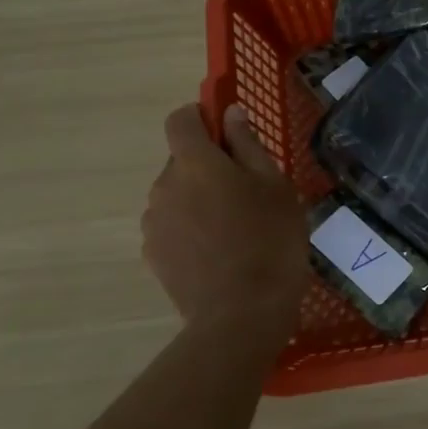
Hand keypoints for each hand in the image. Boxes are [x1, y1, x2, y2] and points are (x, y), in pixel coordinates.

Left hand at [143, 104, 308, 324]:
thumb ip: (248, 145)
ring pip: (176, 195)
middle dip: (208, 166)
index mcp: (194, 162)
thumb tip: (230, 113)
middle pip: (181, 160)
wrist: (241, 315)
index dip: (200, 117)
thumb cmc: (269, 241)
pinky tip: (219, 254)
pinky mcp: (152, 255)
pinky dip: (190, 229)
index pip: (180, 119)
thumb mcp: (275, 186)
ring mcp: (153, 223)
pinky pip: (172, 227)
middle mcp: (163, 186)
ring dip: (198, 199)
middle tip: (247, 192)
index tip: (227, 132)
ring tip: (235, 229)